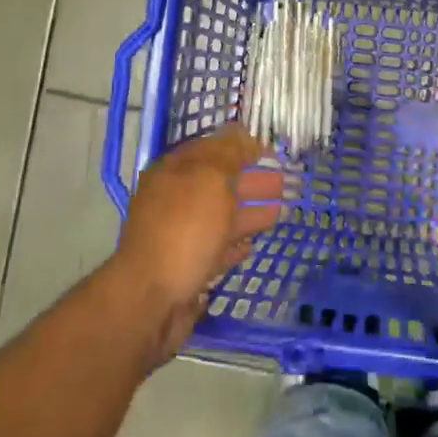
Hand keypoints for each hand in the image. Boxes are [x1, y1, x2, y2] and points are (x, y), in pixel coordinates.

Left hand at [111, 124, 285, 362]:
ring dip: (250, 212)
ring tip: (283, 211)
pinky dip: (235, 244)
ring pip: (221, 217)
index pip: (212, 149)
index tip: (273, 151)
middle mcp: (174, 200)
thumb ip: (229, 154)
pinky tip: (252, 245)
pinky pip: (215, 249)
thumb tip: (244, 136)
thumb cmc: (184, 230)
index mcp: (174, 172)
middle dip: (253, 180)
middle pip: (219, 183)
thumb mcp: (210, 179)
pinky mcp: (186, 269)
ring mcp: (178, 236)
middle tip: (287, 182)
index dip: (243, 146)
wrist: (151, 300)